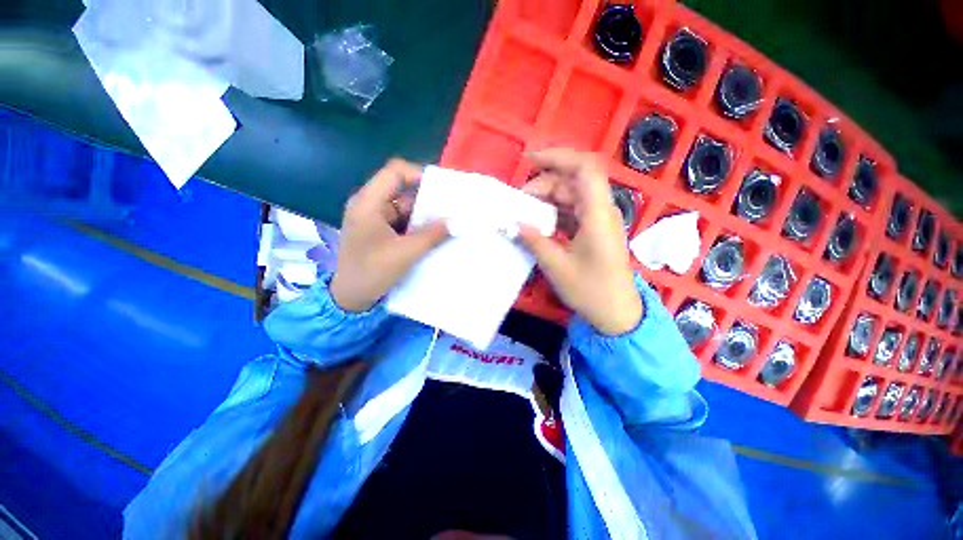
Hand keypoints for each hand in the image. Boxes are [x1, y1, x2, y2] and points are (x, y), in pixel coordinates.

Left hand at [330, 159, 447, 311]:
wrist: (350, 297)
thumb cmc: (373, 272)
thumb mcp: (406, 253)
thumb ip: (433, 236)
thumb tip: (458, 222)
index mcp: (368, 203)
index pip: (395, 172)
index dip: (419, 174)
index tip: (442, 189)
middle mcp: (369, 204)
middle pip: (401, 189)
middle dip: (426, 197)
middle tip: (450, 207)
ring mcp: (374, 218)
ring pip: (404, 206)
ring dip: (424, 214)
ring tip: (447, 220)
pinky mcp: (379, 230)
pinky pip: (402, 220)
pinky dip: (417, 225)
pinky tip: (433, 233)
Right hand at [518, 149, 642, 334]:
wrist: (617, 313)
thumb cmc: (591, 291)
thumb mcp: (557, 267)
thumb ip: (534, 241)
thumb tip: (514, 222)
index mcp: (597, 215)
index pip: (584, 168)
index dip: (558, 156)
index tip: (530, 159)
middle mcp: (600, 211)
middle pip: (573, 181)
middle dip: (544, 184)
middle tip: (519, 202)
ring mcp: (598, 221)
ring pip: (571, 196)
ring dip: (547, 199)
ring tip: (524, 212)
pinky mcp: (594, 231)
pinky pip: (572, 211)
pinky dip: (554, 213)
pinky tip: (539, 223)